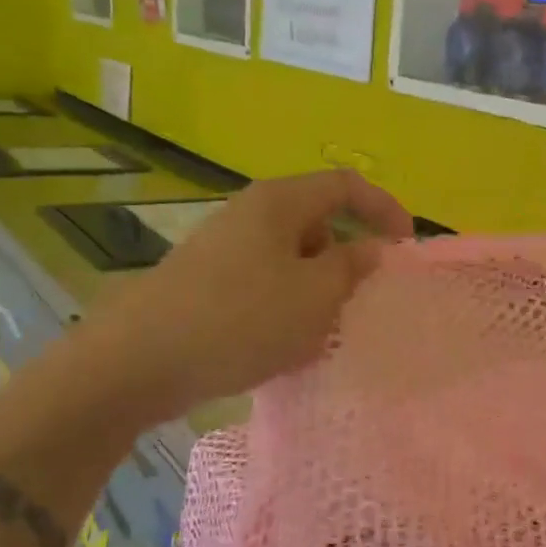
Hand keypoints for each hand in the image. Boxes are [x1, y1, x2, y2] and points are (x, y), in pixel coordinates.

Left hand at [78, 170, 413, 423]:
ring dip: (318, 289)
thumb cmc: (240, 319)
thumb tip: (371, 249)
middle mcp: (251, 214)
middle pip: (319, 221)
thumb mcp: (314, 296)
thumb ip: (351, 267)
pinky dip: (287, 306)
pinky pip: (265, 283)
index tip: (406, 247)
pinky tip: (283, 346)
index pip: (346, 185)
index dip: (385, 208)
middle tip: (362, 300)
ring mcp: (225, 248)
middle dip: (349, 258)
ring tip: (322, 332)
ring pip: (293, 258)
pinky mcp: (208, 282)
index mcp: (280, 202)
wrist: (139, 361)